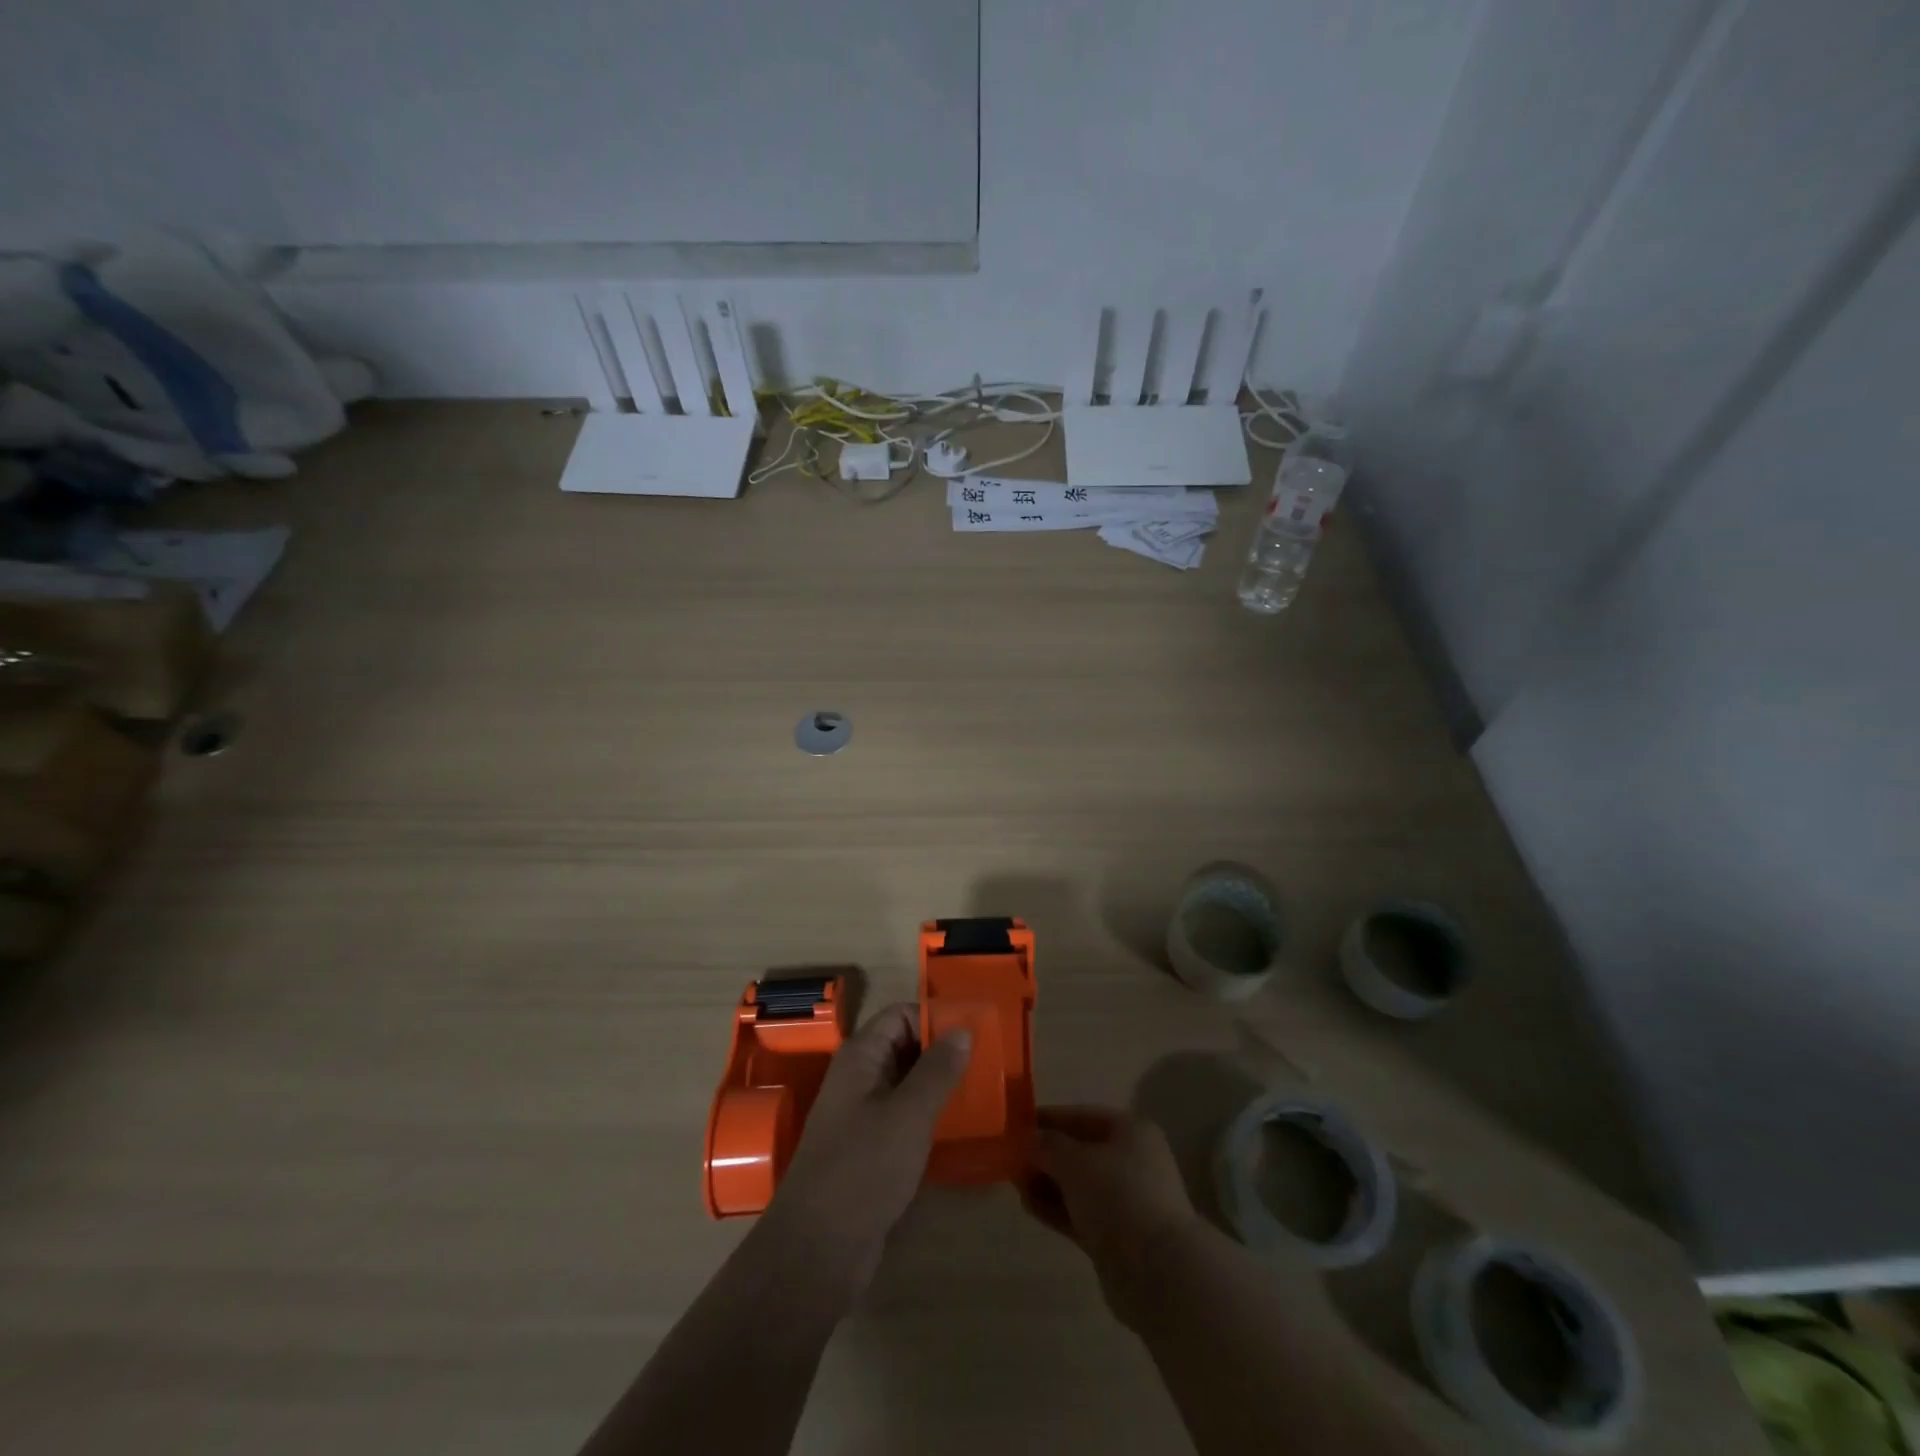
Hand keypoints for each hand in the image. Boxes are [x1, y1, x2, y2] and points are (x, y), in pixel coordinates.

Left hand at [762, 1002, 972, 1297]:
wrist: (817, 1251)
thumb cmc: (863, 1168)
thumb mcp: (908, 1114)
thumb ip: (937, 1071)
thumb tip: (962, 1030)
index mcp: (860, 1058)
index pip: (900, 1016)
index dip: (935, 1018)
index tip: (975, 1033)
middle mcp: (858, 1079)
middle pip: (904, 1048)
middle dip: (942, 1053)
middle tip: (986, 1063)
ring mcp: (862, 1116)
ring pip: (907, 1086)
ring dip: (939, 1087)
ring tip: (982, 1093)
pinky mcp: (870, 1151)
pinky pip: (904, 1119)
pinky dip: (930, 1117)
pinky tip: (959, 1129)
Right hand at [1021, 1105, 1205, 1328]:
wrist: (1157, 1270)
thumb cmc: (1118, 1196)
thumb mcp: (1075, 1161)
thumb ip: (1046, 1146)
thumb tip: (1026, 1139)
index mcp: (1130, 1131)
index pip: (1082, 1116)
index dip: (1048, 1119)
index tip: (1016, 1126)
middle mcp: (1131, 1160)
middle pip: (1079, 1151)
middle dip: (1045, 1155)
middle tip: (1011, 1159)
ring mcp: (1125, 1200)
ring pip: (1077, 1184)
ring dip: (1047, 1183)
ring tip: (1015, 1184)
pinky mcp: (1116, 1235)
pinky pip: (1079, 1213)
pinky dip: (1056, 1208)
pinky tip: (1029, 1206)